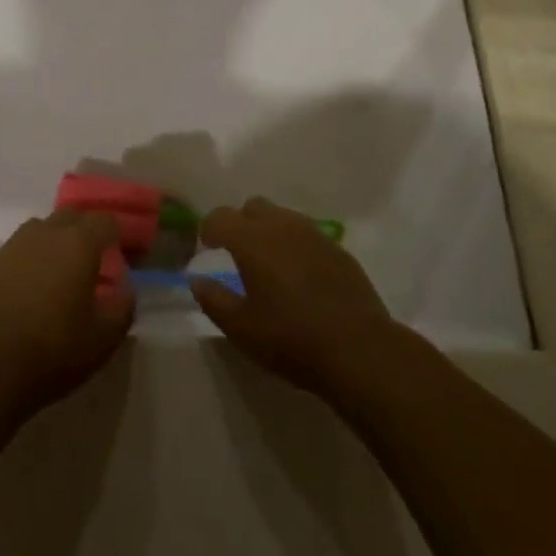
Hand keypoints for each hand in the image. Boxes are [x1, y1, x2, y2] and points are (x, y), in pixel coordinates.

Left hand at [0, 210, 134, 413]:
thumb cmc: (52, 351)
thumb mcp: (103, 339)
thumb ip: (122, 307)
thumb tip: (124, 288)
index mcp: (78, 244)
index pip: (105, 221)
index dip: (116, 234)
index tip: (121, 254)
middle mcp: (46, 234)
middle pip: (71, 216)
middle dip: (85, 231)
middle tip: (91, 261)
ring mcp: (13, 246)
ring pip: (41, 230)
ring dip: (54, 243)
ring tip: (58, 274)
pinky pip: (16, 252)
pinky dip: (28, 262)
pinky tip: (27, 292)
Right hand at [190, 197, 396, 398]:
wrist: (358, 349)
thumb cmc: (291, 339)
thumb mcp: (242, 329)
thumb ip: (214, 300)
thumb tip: (197, 281)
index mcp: (252, 240)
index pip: (221, 217)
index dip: (209, 228)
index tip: (206, 246)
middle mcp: (282, 226)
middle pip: (254, 206)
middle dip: (240, 223)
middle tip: (236, 252)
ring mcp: (314, 234)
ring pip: (282, 216)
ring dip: (269, 230)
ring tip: (268, 263)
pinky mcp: (337, 249)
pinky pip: (306, 234)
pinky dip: (294, 244)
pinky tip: (299, 275)